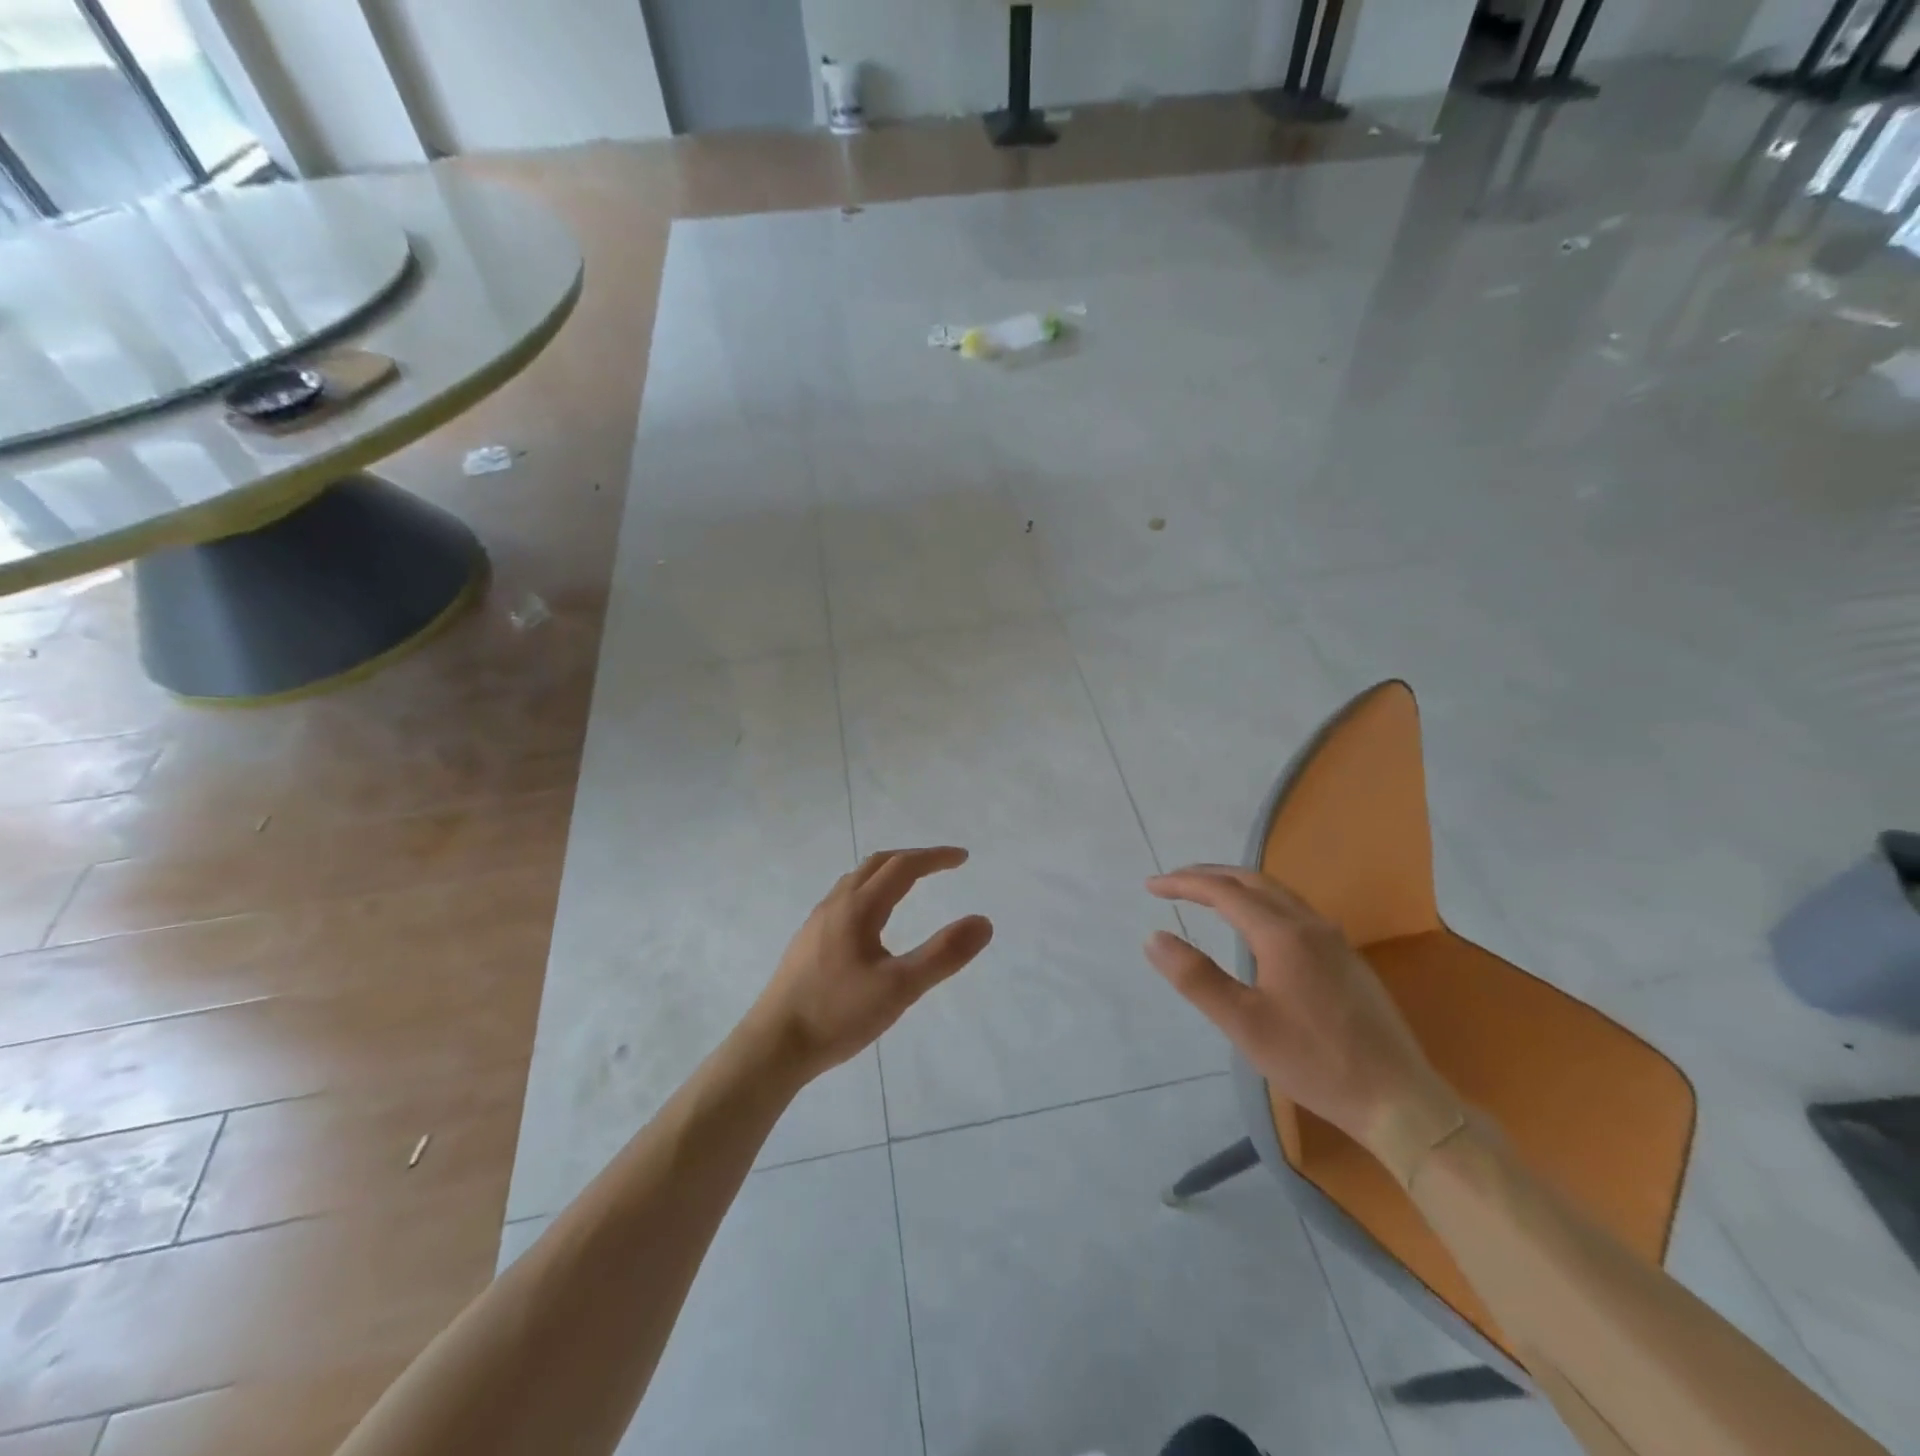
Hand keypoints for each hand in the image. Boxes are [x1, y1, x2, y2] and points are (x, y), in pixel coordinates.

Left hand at [747, 847, 993, 1080]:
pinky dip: (869, 891)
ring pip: (856, 881)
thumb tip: (983, 922)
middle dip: (912, 858)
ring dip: (887, 873)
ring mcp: (817, 922)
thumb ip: (943, 955)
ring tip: (910, 885)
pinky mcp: (807, 942)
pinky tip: (872, 923)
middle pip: (877, 864)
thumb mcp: (900, 988)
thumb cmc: (838, 1014)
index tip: (962, 858)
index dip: (934, 858)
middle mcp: (836, 905)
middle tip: (941, 865)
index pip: (903, 867)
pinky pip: (844, 899)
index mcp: (859, 908)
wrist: (773, 1045)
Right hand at [1144, 865, 1463, 1179]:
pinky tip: (1256, 924)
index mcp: (1282, 934)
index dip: (1184, 884)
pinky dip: (1261, 901)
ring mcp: (1334, 940)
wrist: (1398, 1099)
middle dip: (1209, 875)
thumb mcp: (1243, 1024)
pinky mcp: (1346, 959)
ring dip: (1237, 885)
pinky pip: (1294, 910)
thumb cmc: (1314, 1062)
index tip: (1150, 886)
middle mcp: (1310, 925)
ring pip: (1277, 893)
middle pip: (1252, 881)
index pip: (1223, 892)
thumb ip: (1196, 977)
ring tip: (1208, 893)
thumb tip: (1153, 936)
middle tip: (1174, 881)